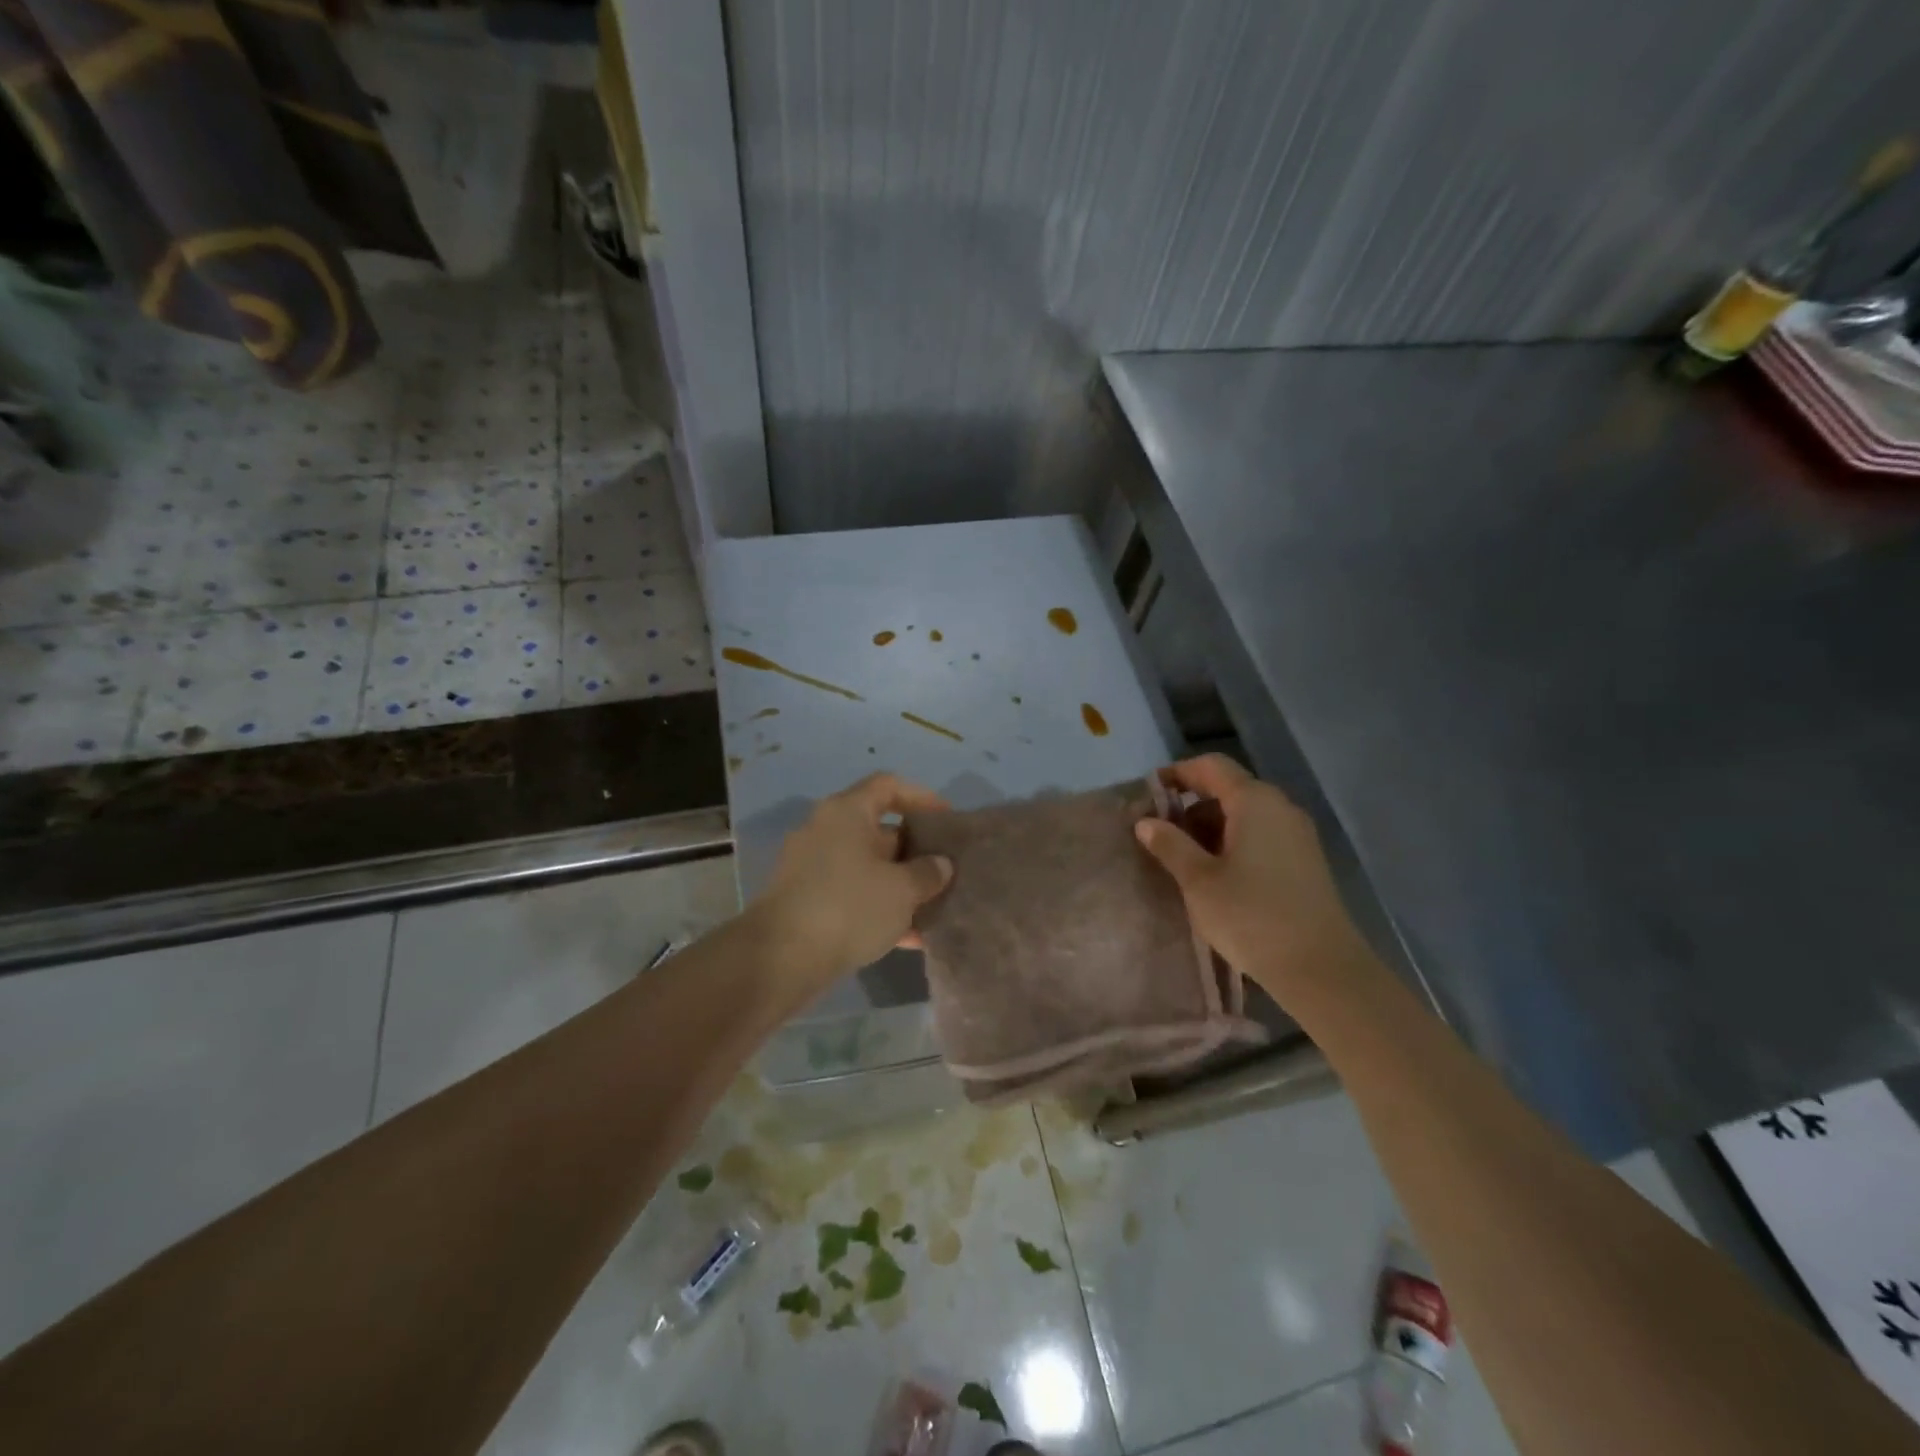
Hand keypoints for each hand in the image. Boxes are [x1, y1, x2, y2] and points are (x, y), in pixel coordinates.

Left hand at [754, 773, 954, 983]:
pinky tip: (908, 937)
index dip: (922, 798)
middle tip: (945, 869)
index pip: (888, 786)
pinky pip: (851, 895)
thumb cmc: (849, 906)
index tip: (947, 821)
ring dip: (899, 885)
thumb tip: (940, 864)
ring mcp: (811, 867)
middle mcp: (825, 831)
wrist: (781, 958)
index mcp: (846, 812)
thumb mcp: (902, 889)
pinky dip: (878, 908)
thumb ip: (928, 873)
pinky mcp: (805, 901)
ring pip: (867, 867)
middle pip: (879, 829)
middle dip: (915, 850)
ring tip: (933, 906)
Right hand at [1134, 755, 1371, 998]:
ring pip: (1245, 815)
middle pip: (1228, 789)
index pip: (1210, 766)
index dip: (1177, 774)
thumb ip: (1170, 845)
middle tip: (1159, 835)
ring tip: (1182, 861)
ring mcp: (1297, 835)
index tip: (1147, 796)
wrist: (1322, 969)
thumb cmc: (1252, 916)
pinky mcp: (1304, 862)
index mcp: (1255, 801)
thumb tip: (1146, 822)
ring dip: (1210, 829)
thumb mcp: (1199, 881)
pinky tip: (1215, 877)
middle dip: (1190, 806)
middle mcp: (1280, 808)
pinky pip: (1261, 836)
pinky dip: (1232, 844)